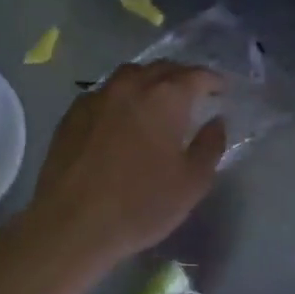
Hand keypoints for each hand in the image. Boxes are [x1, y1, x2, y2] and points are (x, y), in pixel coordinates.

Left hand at [23, 62, 226, 271]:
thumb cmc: (141, 205)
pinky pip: (105, 93)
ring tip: (158, 101)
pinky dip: (122, 98)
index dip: (213, 80)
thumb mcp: (192, 182)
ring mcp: (97, 97)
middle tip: (193, 94)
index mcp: (165, 98)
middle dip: (182, 77)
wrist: (72, 225)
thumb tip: (216, 122)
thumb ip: (210, 145)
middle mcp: (130, 86)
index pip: (196, 75)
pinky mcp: (72, 113)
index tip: (222, 90)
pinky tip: (122, 119)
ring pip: (130, 76)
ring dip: (149, 82)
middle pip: (162, 68)